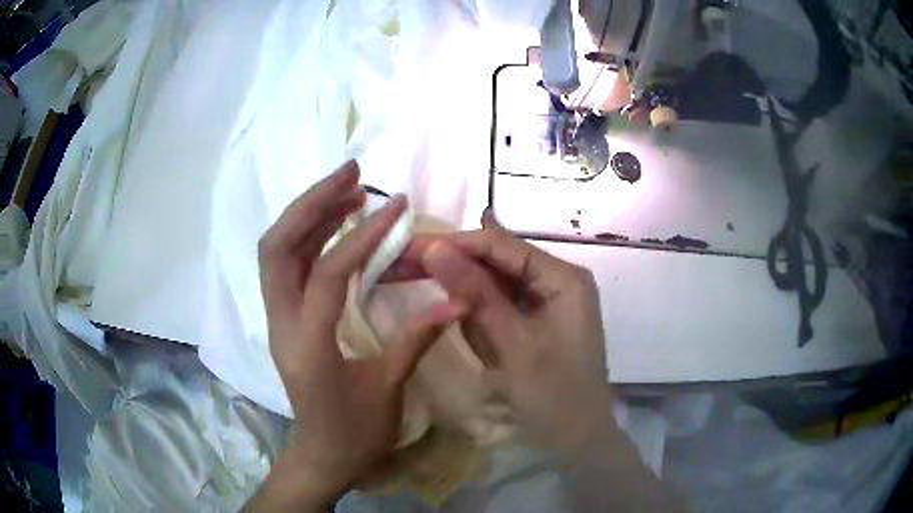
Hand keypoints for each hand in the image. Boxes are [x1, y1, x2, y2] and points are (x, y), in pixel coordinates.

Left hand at [249, 161, 465, 509]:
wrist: (322, 455)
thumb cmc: (355, 433)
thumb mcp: (388, 389)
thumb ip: (417, 339)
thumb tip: (458, 300)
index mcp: (307, 344)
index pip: (327, 273)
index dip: (361, 235)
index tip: (395, 207)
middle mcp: (281, 323)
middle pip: (277, 247)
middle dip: (311, 203)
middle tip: (351, 174)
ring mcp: (277, 318)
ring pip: (276, 251)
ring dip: (309, 213)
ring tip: (348, 188)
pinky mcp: (283, 317)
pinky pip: (287, 265)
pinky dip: (308, 235)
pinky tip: (336, 222)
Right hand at [414, 211, 613, 459]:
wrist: (578, 441)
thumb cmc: (553, 396)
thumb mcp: (512, 345)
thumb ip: (475, 293)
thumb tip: (434, 247)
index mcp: (562, 277)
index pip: (499, 245)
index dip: (452, 243)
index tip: (406, 249)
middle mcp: (557, 280)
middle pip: (495, 262)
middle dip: (456, 274)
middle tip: (403, 273)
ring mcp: (548, 302)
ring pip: (494, 288)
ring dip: (471, 309)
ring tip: (480, 346)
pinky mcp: (538, 323)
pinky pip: (501, 311)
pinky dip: (484, 326)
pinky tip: (490, 352)